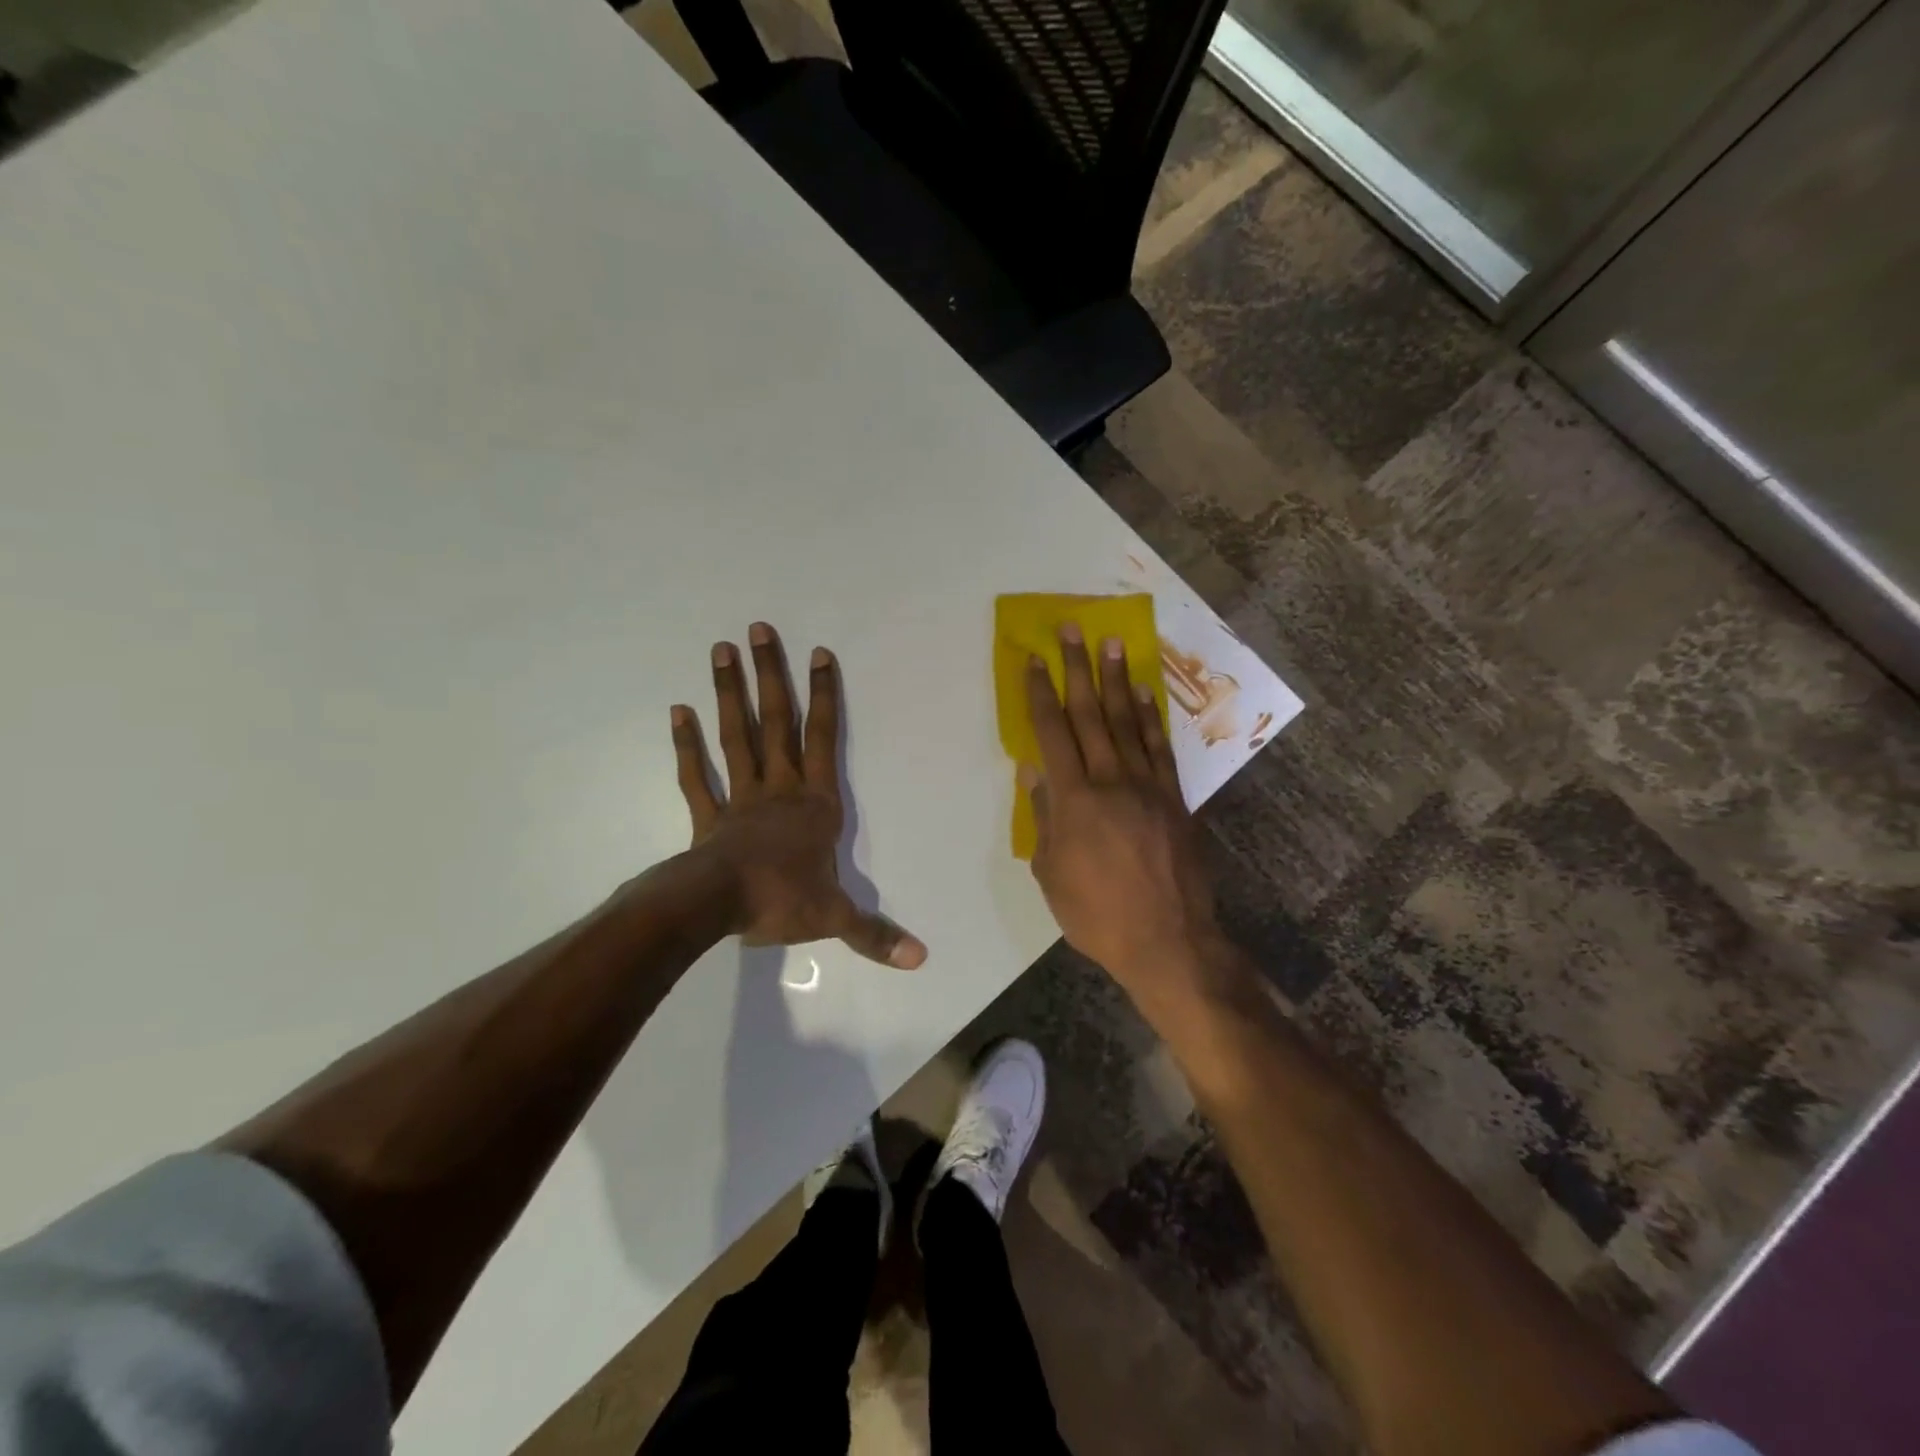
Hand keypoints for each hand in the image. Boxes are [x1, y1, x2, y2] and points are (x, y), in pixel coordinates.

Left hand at [668, 623, 925, 968]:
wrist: (717, 908)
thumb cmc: (780, 901)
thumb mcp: (834, 919)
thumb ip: (875, 934)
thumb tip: (921, 958)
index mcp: (814, 804)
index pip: (823, 739)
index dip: (824, 696)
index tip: (819, 653)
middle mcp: (778, 789)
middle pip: (775, 722)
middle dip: (771, 676)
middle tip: (758, 630)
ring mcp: (739, 797)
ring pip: (736, 736)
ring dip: (728, 693)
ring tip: (721, 650)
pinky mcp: (708, 815)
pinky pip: (696, 774)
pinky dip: (686, 744)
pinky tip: (678, 711)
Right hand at [1023, 626, 1226, 1006]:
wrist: (1167, 940)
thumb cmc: (1096, 914)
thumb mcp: (1050, 873)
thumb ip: (1042, 817)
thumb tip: (1034, 770)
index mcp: (1074, 800)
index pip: (1052, 733)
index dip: (1040, 693)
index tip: (1033, 660)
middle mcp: (1110, 781)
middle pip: (1090, 714)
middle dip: (1077, 669)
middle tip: (1072, 630)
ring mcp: (1147, 786)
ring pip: (1128, 722)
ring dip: (1117, 680)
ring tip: (1110, 644)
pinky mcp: (1174, 798)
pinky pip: (1160, 748)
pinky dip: (1151, 717)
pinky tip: (1144, 694)